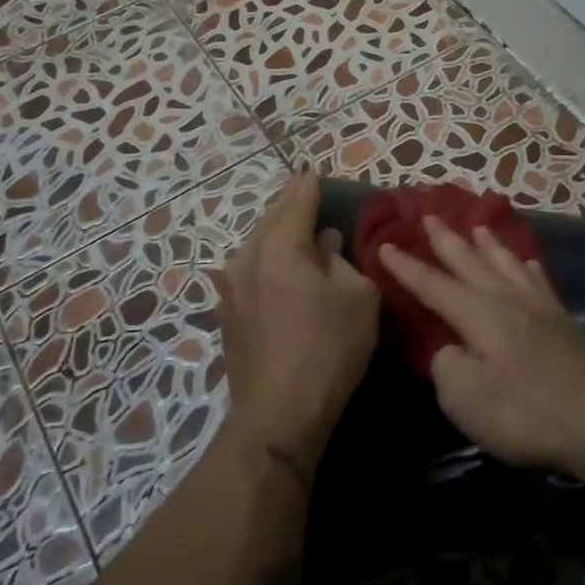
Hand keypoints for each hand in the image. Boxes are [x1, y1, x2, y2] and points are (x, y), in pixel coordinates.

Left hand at [214, 173, 380, 469]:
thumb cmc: (328, 348)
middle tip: (307, 190)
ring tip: (300, 229)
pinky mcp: (227, 315)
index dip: (309, 185)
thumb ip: (341, 260)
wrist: (278, 415)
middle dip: (291, 205)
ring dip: (279, 235)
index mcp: (277, 247)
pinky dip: (270, 261)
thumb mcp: (357, 297)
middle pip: (271, 220)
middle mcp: (245, 259)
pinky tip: (284, 268)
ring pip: (258, 247)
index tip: (315, 170)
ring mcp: (229, 289)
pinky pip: (252, 271)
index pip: (296, 201)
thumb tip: (324, 245)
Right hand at [377, 217, 584, 469]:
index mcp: (479, 315)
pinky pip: (540, 282)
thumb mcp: (465, 398)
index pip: (433, 285)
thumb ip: (447, 367)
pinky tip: (527, 263)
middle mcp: (507, 300)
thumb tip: (450, 349)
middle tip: (429, 216)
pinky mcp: (564, 322)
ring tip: (479, 227)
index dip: (406, 267)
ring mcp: (540, 308)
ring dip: (489, 245)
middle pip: (470, 262)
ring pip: (507, 264)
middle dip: (446, 241)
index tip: (384, 245)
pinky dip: (528, 268)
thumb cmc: (524, 412)